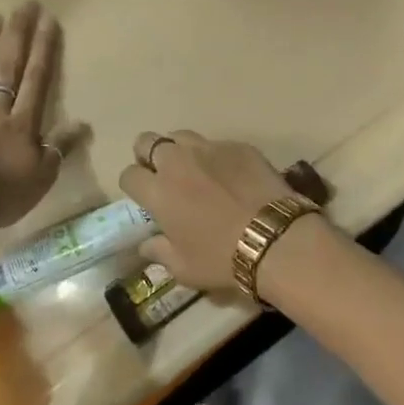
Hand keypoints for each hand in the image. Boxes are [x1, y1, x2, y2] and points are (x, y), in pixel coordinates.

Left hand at [0, 2, 76, 230]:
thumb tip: (82, 123)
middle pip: (7, 68)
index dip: (43, 49)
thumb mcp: (42, 177)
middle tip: (23, 5)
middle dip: (17, 35)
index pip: (36, 80)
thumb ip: (60, 148)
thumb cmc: (2, 196)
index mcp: (21, 124)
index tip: (48, 19)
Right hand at [118, 131, 295, 294]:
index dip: (134, 185)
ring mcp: (208, 148)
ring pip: (181, 136)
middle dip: (148, 155)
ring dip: (180, 150)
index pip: (129, 174)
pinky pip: (216, 144)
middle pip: (147, 141)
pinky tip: (230, 176)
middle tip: (162, 175)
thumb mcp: (184, 268)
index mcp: (158, 191)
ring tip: (193, 170)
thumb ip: (159, 252)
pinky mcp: (237, 145)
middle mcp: (177, 161)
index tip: (144, 197)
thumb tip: (146, 245)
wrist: (274, 238)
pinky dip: (215, 157)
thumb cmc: (222, 258)